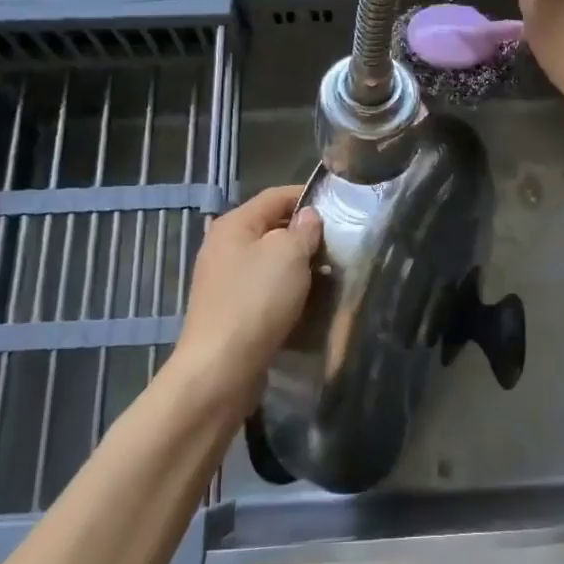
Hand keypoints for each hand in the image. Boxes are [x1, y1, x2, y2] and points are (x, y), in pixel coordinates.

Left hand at [168, 185, 322, 411]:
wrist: (221, 368)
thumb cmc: (257, 300)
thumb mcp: (289, 254)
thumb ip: (303, 230)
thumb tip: (308, 218)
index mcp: (234, 224)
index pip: (276, 195)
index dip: (308, 196)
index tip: (341, 206)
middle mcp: (224, 247)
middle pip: (272, 228)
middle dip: (306, 234)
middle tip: (339, 245)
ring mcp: (225, 281)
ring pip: (270, 262)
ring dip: (299, 266)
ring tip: (330, 275)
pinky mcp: (231, 311)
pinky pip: (265, 290)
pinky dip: (287, 291)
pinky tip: (308, 302)